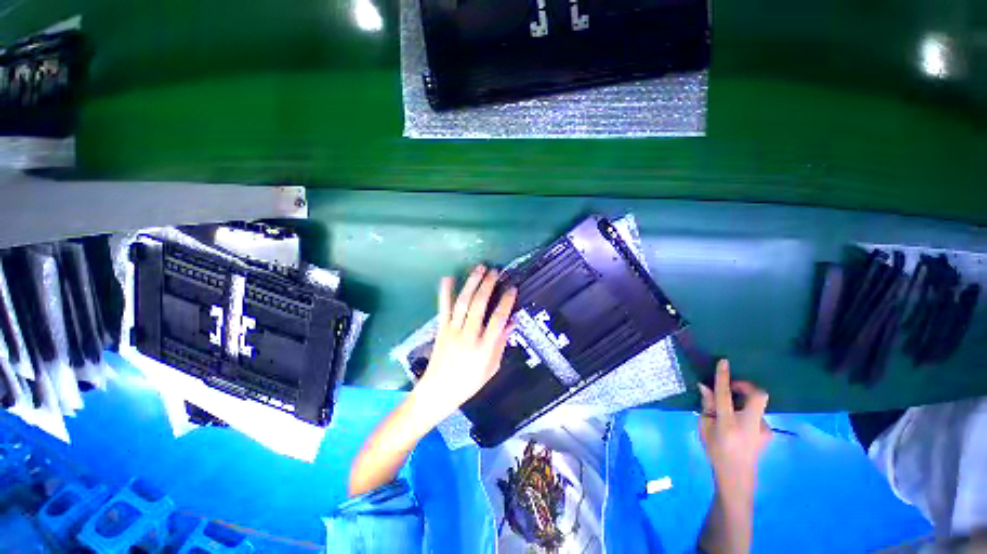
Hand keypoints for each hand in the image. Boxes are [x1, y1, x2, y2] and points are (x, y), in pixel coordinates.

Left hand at [413, 265, 517, 421]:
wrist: (438, 391)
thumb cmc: (468, 382)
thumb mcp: (491, 368)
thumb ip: (501, 344)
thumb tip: (511, 322)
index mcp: (484, 348)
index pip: (498, 319)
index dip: (506, 302)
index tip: (511, 288)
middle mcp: (468, 336)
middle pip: (479, 305)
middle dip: (488, 285)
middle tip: (495, 272)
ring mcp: (452, 331)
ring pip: (463, 302)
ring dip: (471, 283)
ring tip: (479, 268)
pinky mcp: (441, 329)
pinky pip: (443, 308)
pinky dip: (445, 292)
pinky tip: (448, 278)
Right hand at [698, 360, 771, 500]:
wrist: (737, 477)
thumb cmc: (716, 451)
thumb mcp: (704, 427)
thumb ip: (707, 406)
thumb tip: (705, 386)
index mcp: (728, 423)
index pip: (725, 395)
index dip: (724, 377)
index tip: (724, 361)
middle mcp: (749, 424)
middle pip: (758, 395)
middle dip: (746, 386)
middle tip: (733, 388)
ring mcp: (763, 429)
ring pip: (755, 405)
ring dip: (744, 402)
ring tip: (731, 414)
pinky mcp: (768, 432)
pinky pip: (757, 414)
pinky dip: (747, 413)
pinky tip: (740, 425)